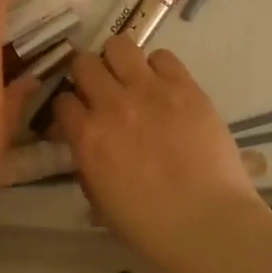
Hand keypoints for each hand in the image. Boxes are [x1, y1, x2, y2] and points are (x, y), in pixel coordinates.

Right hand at [51, 39, 271, 272]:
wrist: (209, 223)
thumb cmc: (151, 227)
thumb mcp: (100, 202)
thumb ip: (87, 166)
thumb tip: (87, 147)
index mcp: (87, 137)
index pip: (62, 100)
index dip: (69, 108)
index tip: (79, 117)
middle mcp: (112, 104)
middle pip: (84, 63)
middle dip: (88, 76)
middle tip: (103, 92)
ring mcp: (150, 91)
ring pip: (119, 46)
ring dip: (119, 62)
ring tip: (132, 80)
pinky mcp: (185, 87)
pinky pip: (163, 57)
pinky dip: (158, 68)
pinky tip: (164, 87)